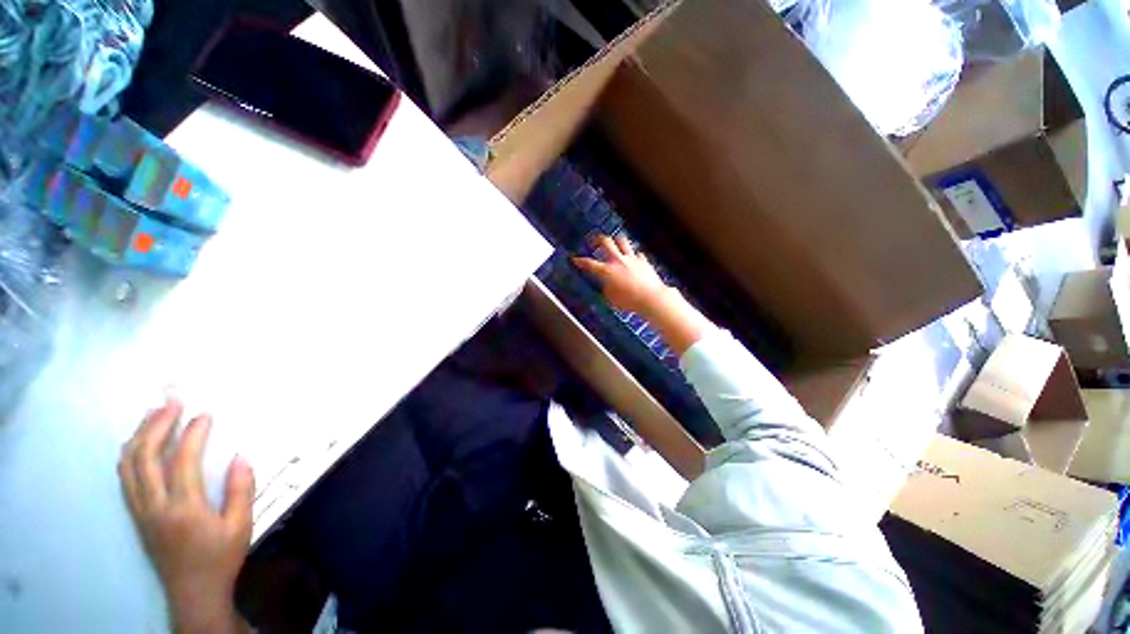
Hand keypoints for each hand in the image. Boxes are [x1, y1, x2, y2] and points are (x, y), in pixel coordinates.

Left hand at [118, 397, 253, 633]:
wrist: (193, 593)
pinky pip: (126, 477)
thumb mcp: (241, 526)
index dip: (192, 433)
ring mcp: (140, 510)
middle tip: (172, 400)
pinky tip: (139, 443)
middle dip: (157, 423)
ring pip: (129, 465)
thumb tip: (241, 456)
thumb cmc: (220, 558)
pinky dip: (131, 454)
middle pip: (145, 457)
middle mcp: (154, 506)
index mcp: (184, 508)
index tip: (205, 413)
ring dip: (140, 435)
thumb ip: (241, 490)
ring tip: (154, 413)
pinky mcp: (136, 515)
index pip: (182, 461)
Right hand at [573, 235, 672, 313]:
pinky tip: (633, 259)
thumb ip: (606, 288)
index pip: (589, 264)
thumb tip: (607, 284)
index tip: (575, 259)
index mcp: (607, 271)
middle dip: (598, 239)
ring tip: (614, 243)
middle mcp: (618, 261)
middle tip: (594, 240)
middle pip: (606, 242)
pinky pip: (637, 254)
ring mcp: (632, 259)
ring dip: (616, 241)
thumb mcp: (611, 299)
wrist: (651, 298)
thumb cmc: (629, 302)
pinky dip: (633, 255)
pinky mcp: (644, 261)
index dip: (580, 261)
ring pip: (622, 241)